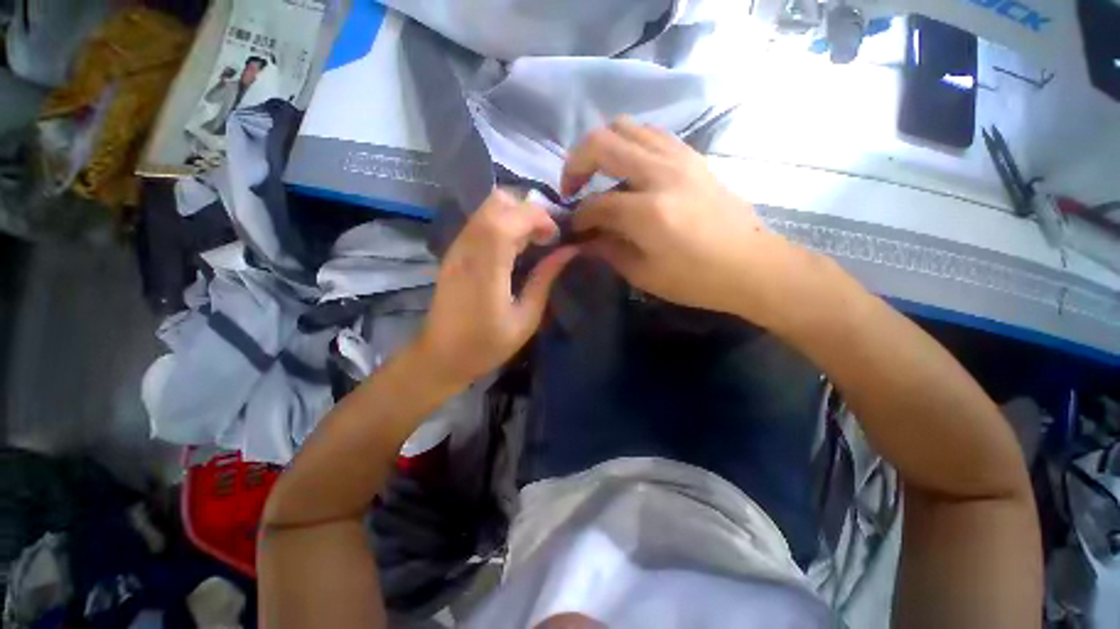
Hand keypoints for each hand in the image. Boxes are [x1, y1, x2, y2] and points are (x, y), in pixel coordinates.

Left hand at [416, 190, 577, 386]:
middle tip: (547, 237)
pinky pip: (481, 222)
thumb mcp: (526, 318)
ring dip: (517, 216)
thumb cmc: (487, 344)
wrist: (442, 356)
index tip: (557, 236)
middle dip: (529, 211)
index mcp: (487, 269)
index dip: (538, 217)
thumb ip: (545, 279)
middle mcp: (468, 249)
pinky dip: (504, 224)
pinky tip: (515, 248)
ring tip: (534, 242)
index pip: (509, 219)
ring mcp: (457, 248)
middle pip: (497, 202)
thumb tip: (568, 251)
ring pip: (488, 208)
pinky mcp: (454, 252)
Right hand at [566, 117, 807, 326]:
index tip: (575, 229)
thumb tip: (583, 240)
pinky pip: (650, 134)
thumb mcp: (644, 274)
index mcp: (648, 211)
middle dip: (576, 164)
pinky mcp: (692, 157)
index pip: (596, 203)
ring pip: (626, 127)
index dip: (578, 217)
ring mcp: (679, 158)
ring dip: (602, 148)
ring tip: (597, 175)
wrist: (751, 265)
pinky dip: (629, 144)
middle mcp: (661, 173)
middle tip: (572, 189)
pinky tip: (627, 170)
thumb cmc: (697, 279)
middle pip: (602, 142)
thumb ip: (608, 250)